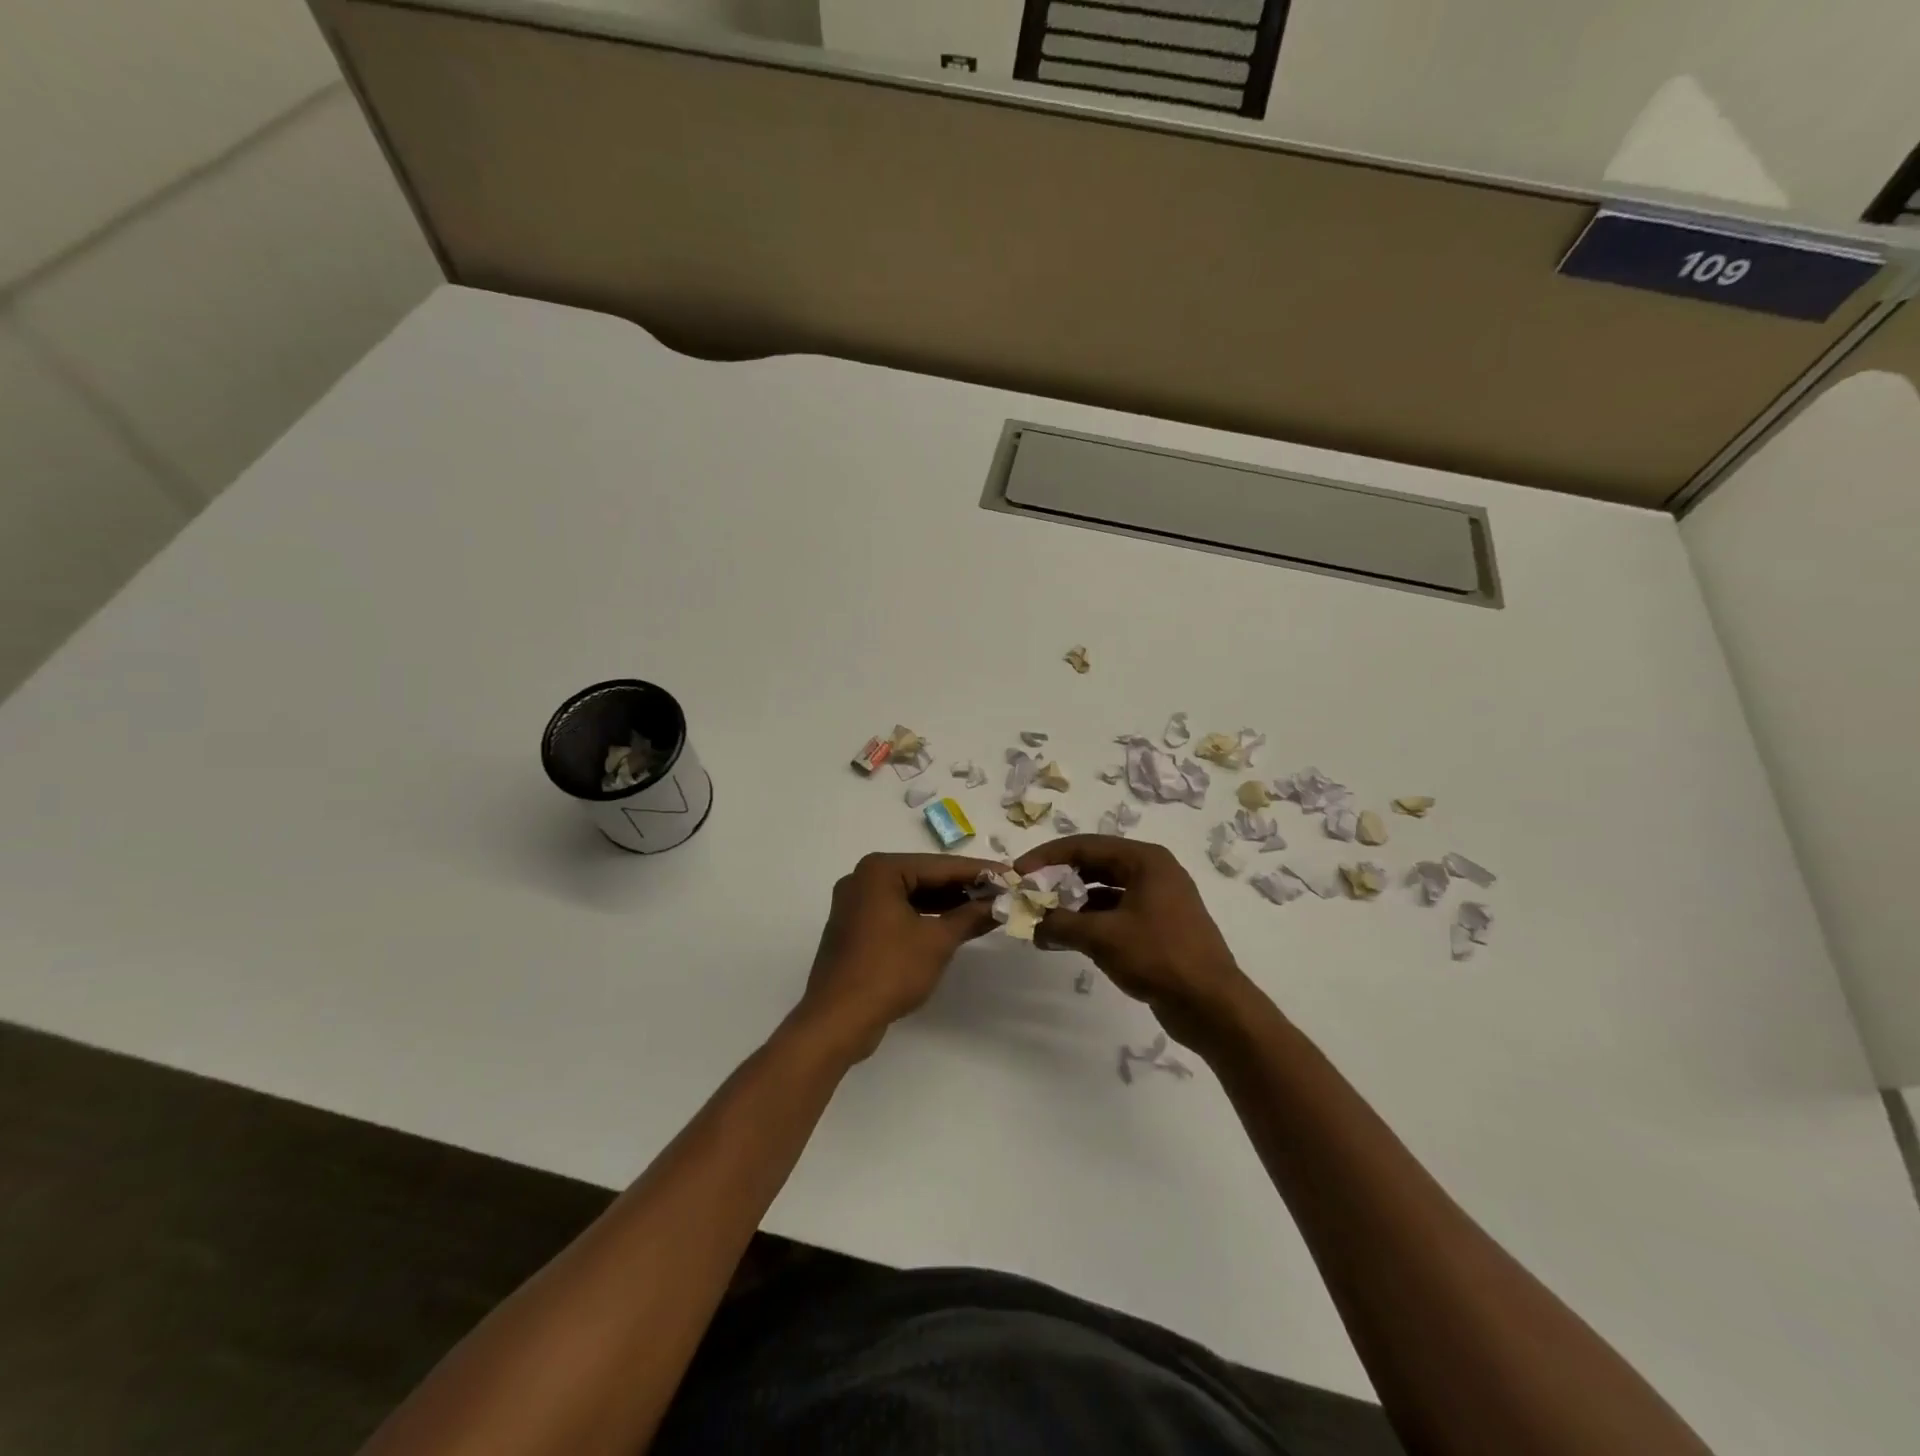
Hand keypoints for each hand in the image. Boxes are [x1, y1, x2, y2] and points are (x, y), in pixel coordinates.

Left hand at [796, 852, 1001, 1061]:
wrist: (837, 1020)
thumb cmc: (889, 971)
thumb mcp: (937, 941)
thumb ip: (970, 917)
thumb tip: (1001, 904)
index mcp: (880, 870)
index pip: (939, 866)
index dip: (979, 872)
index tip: (1011, 875)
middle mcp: (863, 878)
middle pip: (924, 877)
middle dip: (963, 888)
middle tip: (1002, 893)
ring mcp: (856, 904)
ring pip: (911, 896)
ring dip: (946, 904)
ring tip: (985, 909)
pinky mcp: (856, 928)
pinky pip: (897, 913)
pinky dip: (924, 917)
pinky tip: (953, 925)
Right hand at [1014, 835, 1255, 1047]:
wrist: (1212, 1006)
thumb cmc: (1159, 957)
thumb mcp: (1102, 936)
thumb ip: (1061, 924)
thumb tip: (1033, 924)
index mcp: (1145, 860)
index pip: (1085, 845)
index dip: (1047, 857)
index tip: (1018, 872)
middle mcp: (1153, 872)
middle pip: (1094, 865)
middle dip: (1059, 881)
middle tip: (1029, 896)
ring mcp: (1158, 900)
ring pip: (1103, 892)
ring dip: (1072, 905)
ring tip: (1042, 922)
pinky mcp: (1158, 927)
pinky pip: (1115, 913)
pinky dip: (1090, 922)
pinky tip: (1067, 939)